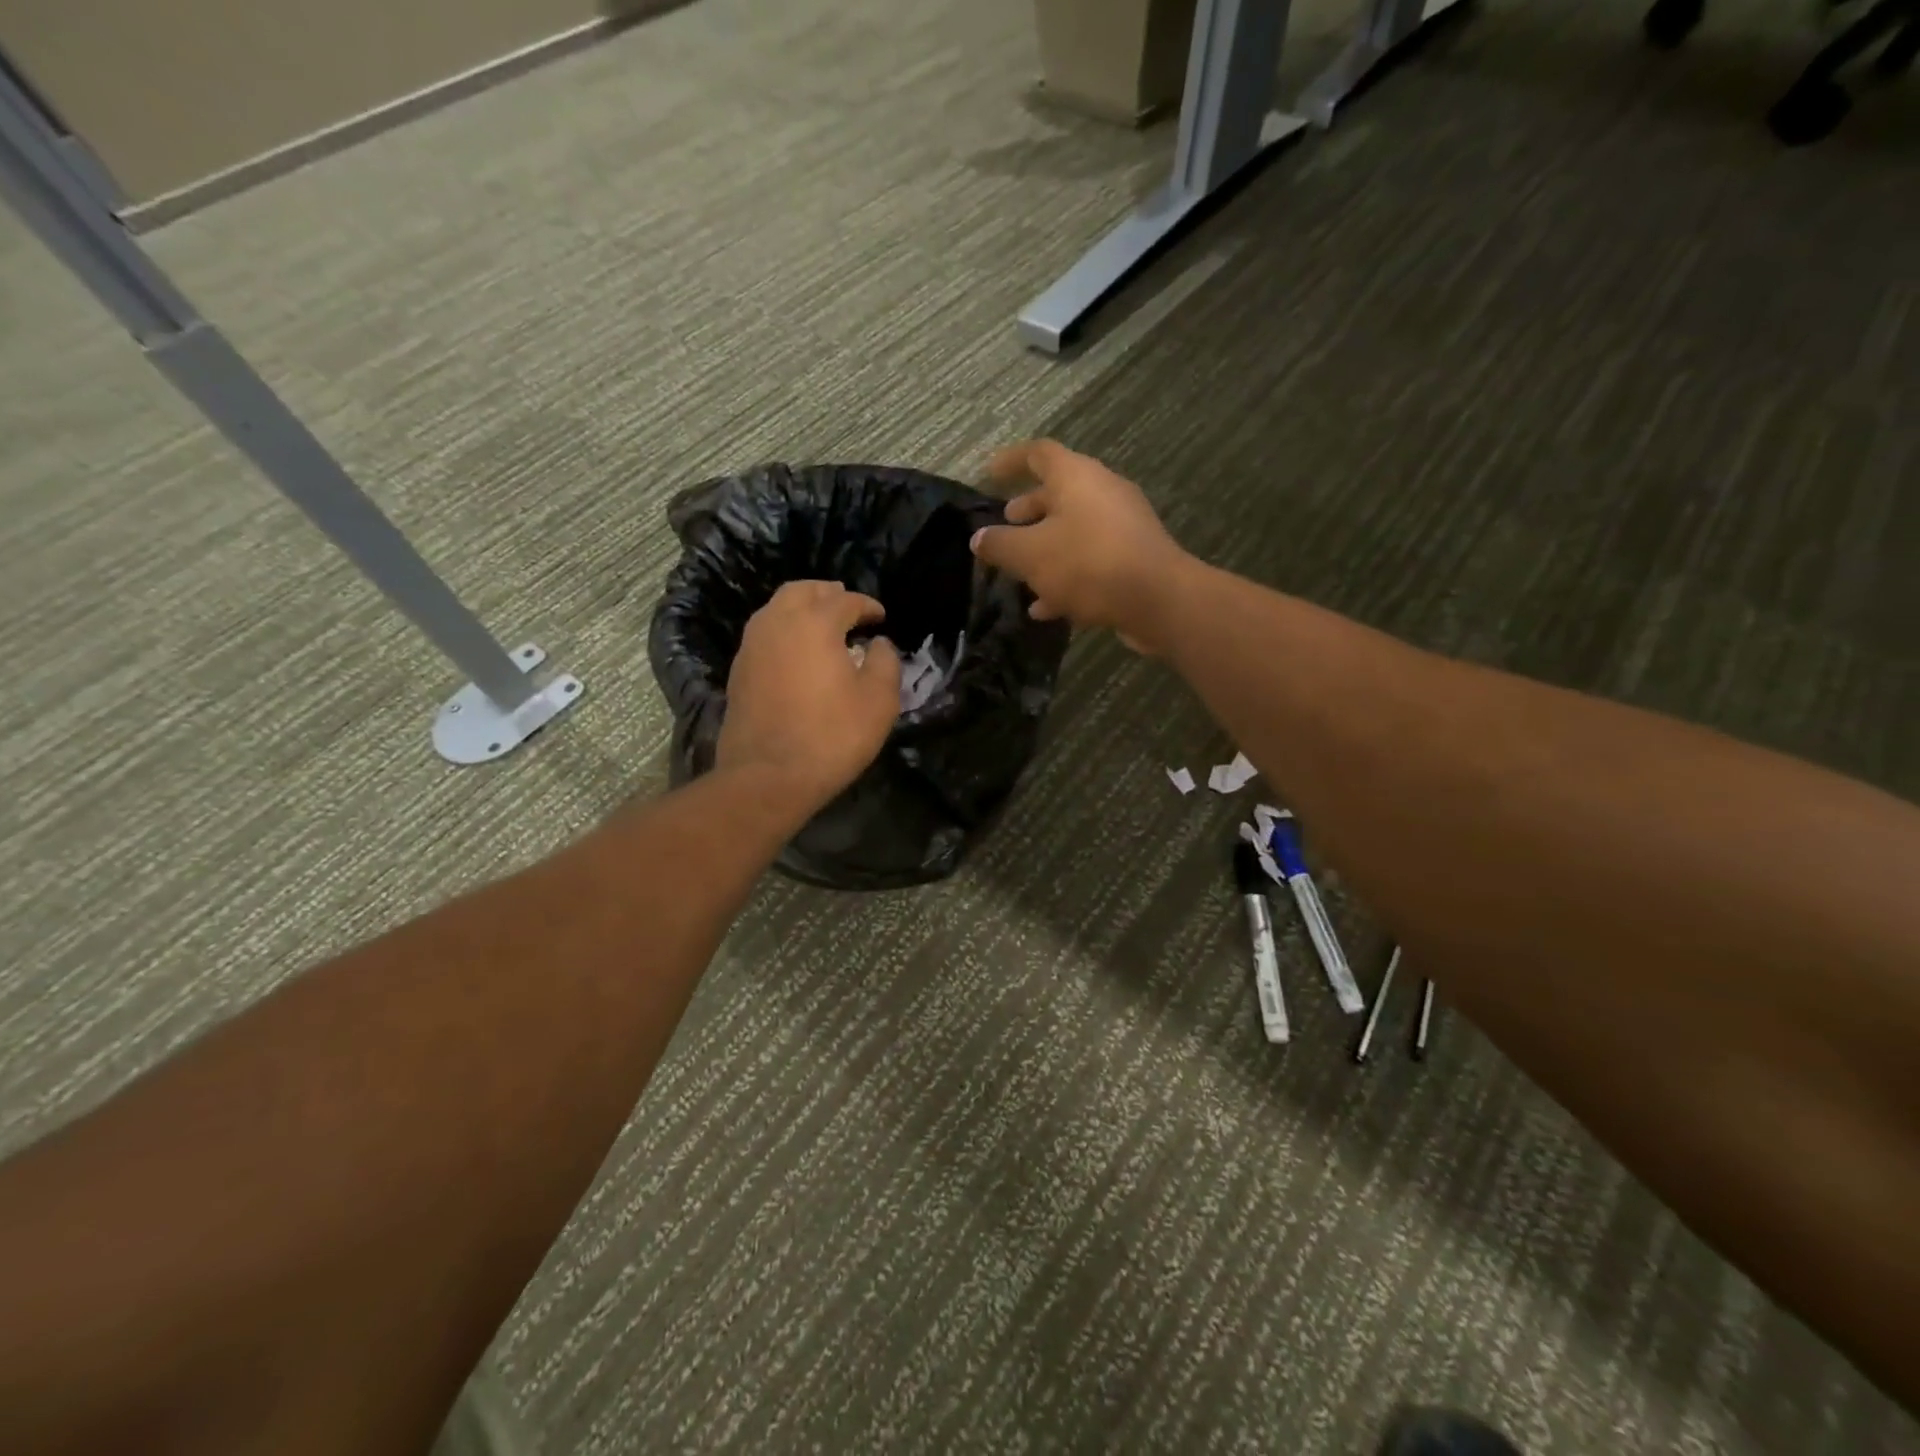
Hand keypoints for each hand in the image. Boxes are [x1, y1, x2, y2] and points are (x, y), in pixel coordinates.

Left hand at [717, 581, 902, 811]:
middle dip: (828, 594)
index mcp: (814, 623)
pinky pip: (764, 635)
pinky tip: (798, 654)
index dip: (867, 605)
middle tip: (848, 608)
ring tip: (822, 627)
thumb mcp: (879, 702)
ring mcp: (752, 646)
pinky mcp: (738, 671)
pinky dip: (784, 632)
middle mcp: (777, 623)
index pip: (845, 600)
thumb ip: (885, 663)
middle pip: (802, 591)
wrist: (768, 776)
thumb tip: (879, 644)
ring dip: (802, 609)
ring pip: (776, 609)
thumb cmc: (831, 736)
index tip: (881, 617)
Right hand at [969, 440, 1189, 653]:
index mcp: (1077, 477)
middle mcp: (1102, 492)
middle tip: (1005, 525)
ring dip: (1045, 548)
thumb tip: (979, 538)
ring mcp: (1122, 526)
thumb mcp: (1030, 555)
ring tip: (1019, 572)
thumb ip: (1000, 544)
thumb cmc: (1088, 563)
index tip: (988, 474)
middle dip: (1029, 510)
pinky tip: (1045, 608)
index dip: (1010, 460)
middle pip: (1059, 493)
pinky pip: (1091, 560)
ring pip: (1074, 530)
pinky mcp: (1133, 559)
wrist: (1158, 600)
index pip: (1038, 453)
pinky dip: (1066, 577)